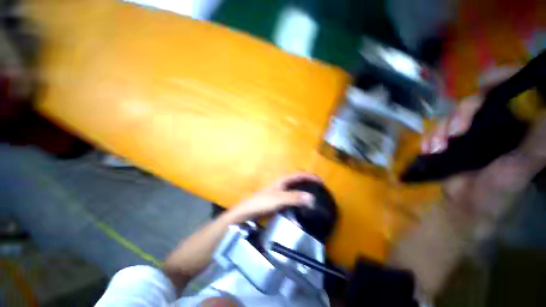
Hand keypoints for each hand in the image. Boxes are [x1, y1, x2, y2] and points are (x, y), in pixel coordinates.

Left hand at [230, 172, 320, 221]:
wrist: (249, 211)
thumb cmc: (263, 202)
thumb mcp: (279, 199)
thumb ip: (295, 197)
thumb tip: (312, 197)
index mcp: (283, 179)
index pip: (300, 174)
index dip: (311, 176)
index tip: (322, 182)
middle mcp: (283, 182)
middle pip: (298, 178)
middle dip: (308, 180)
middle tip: (319, 188)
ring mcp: (280, 189)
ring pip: (295, 185)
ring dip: (304, 187)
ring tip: (314, 194)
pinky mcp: (279, 197)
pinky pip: (292, 193)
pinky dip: (299, 195)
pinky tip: (302, 202)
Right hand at [421, 66, 545, 233]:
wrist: (465, 206)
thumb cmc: (498, 192)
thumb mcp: (520, 169)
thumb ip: (537, 143)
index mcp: (521, 125)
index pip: (515, 89)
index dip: (501, 79)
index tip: (484, 84)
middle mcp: (499, 123)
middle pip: (479, 100)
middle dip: (462, 113)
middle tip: (453, 133)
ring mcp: (474, 131)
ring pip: (455, 114)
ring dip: (441, 129)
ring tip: (436, 147)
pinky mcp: (455, 140)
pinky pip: (439, 129)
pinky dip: (431, 137)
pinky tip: (429, 148)